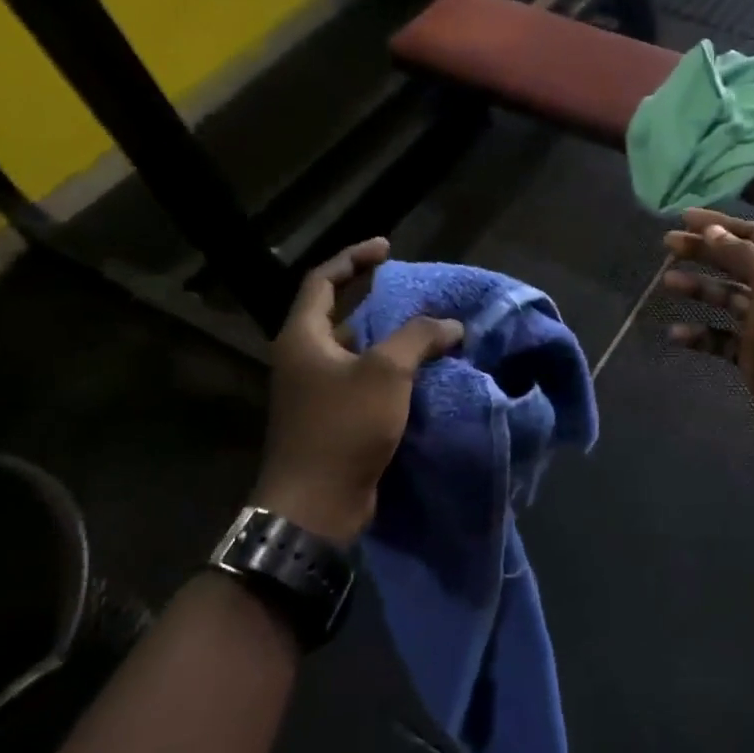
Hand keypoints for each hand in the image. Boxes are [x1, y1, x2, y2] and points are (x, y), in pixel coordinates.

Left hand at [252, 239, 463, 543]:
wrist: (316, 505)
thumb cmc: (343, 428)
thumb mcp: (386, 373)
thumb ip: (418, 338)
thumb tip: (450, 325)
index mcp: (303, 337)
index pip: (323, 280)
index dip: (354, 258)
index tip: (388, 247)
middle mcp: (304, 359)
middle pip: (341, 316)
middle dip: (380, 302)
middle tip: (419, 294)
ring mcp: (317, 391)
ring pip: (358, 352)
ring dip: (392, 340)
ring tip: (432, 332)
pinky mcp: (334, 419)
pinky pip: (366, 382)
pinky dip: (394, 373)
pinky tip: (425, 374)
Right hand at [661, 209, 753, 443]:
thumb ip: (740, 253)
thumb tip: (712, 231)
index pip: (751, 235)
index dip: (719, 224)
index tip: (684, 217)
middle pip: (734, 264)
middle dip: (702, 253)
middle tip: (667, 245)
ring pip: (724, 299)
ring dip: (697, 289)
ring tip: (667, 282)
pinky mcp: (749, 352)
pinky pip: (719, 338)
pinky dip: (698, 334)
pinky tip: (675, 333)